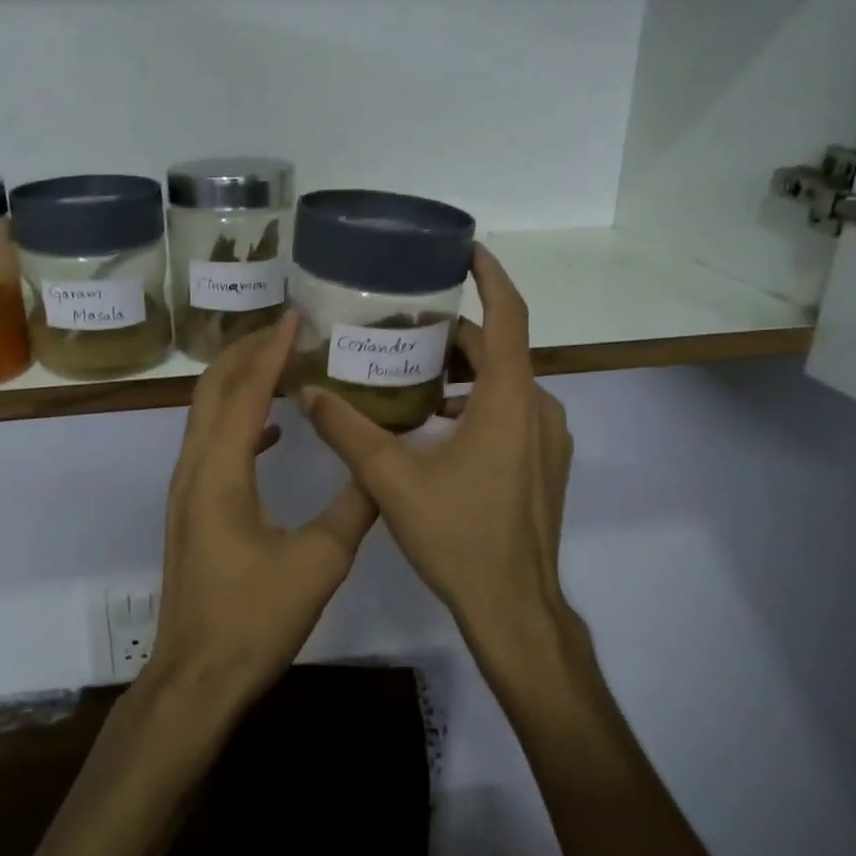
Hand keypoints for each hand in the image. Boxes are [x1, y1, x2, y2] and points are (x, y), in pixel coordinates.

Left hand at [149, 315, 377, 710]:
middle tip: (286, 330)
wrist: (198, 674)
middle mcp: (193, 469)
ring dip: (238, 383)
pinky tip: (272, 430)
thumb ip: (353, 508)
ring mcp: (186, 489)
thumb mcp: (319, 562)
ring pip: (205, 415)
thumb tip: (382, 467)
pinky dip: (238, 421)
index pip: (243, 393)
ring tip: (280, 364)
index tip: (294, 317)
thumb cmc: (255, 619)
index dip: (269, 351)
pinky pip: (210, 445)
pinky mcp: (191, 508)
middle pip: (211, 391)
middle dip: (245, 353)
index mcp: (220, 473)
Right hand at [299, 246, 575, 652]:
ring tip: (410, 375)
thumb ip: (348, 430)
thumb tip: (308, 392)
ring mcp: (547, 439)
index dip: (490, 276)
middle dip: (453, 334)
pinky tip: (435, 426)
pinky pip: (511, 412)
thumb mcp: (392, 479)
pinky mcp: (544, 464)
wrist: (514, 606)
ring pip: (505, 384)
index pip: (508, 316)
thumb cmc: (458, 535)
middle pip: (498, 351)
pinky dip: (477, 403)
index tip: (466, 249)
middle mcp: (538, 408)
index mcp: (510, 399)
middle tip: (403, 326)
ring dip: (463, 373)